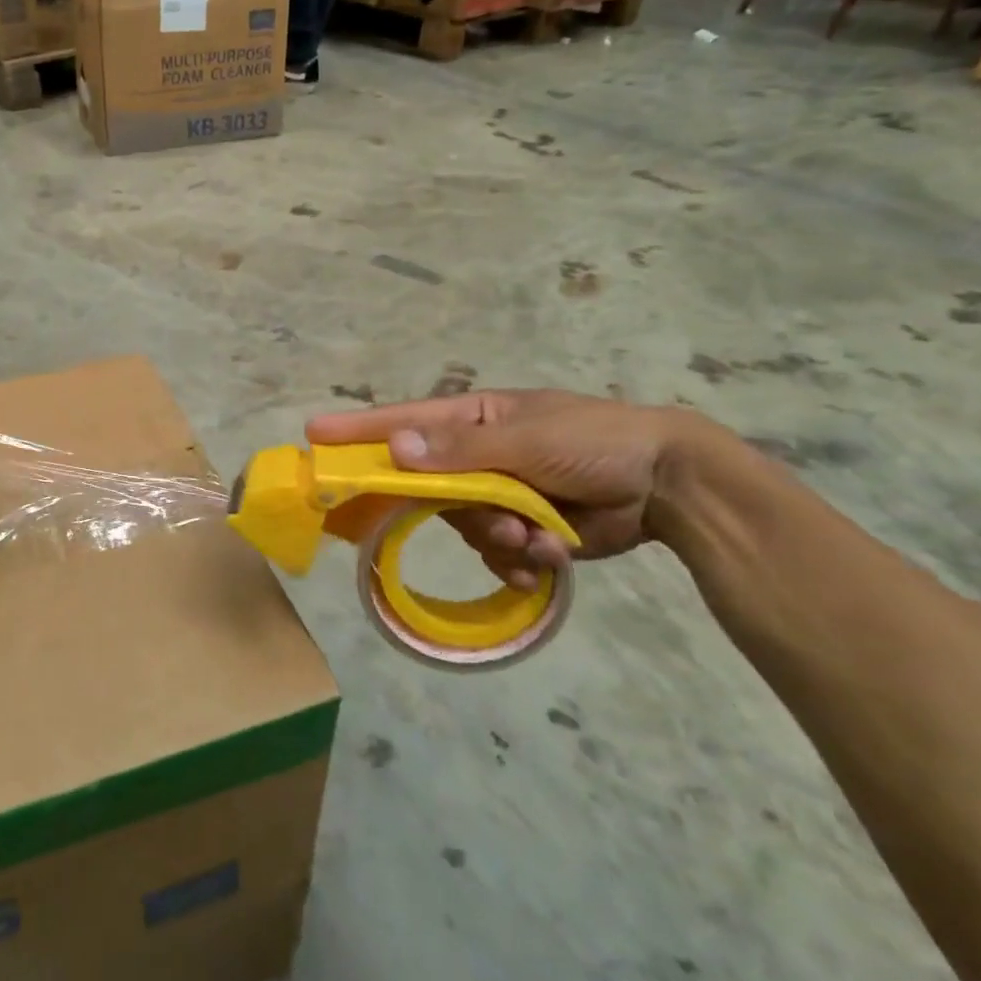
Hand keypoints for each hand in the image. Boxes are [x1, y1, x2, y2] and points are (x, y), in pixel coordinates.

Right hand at [306, 390, 697, 589]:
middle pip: (428, 488)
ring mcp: (497, 496)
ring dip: (497, 538)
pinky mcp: (521, 532)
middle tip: (490, 521)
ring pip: (463, 527)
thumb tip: (396, 448)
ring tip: (537, 537)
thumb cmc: (594, 441)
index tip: (314, 435)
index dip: (358, 431)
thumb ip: (461, 449)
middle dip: (454, 509)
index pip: (402, 423)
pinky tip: (549, 555)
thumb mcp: (528, 438)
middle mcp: (475, 457)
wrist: (667, 484)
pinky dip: (520, 560)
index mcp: (471, 420)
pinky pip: (495, 554)